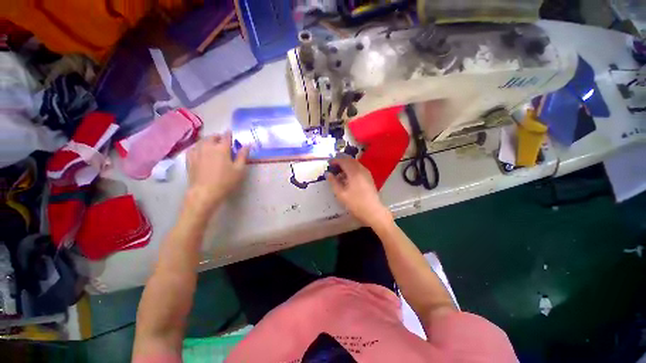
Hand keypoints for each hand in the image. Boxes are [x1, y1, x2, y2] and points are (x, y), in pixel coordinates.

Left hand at [185, 131, 249, 214]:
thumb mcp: (239, 170)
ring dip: (208, 140)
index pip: (226, 137)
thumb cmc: (225, 181)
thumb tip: (247, 145)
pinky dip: (198, 146)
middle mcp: (208, 147)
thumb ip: (243, 156)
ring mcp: (197, 152)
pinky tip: (200, 150)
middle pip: (212, 137)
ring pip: (202, 141)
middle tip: (223, 140)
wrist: (205, 192)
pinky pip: (193, 148)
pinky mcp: (189, 159)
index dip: (229, 133)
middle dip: (218, 136)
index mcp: (222, 149)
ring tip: (212, 144)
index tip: (231, 132)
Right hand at [326, 158, 392, 227]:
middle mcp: (361, 169)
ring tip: (339, 174)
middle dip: (341, 162)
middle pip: (350, 160)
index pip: (343, 161)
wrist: (373, 211)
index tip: (329, 164)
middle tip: (333, 168)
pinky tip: (348, 178)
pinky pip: (359, 169)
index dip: (335, 161)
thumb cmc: (356, 203)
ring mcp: (367, 173)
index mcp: (354, 172)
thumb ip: (333, 182)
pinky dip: (352, 170)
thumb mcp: (341, 194)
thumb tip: (328, 174)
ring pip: (355, 164)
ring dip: (346, 166)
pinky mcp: (369, 178)